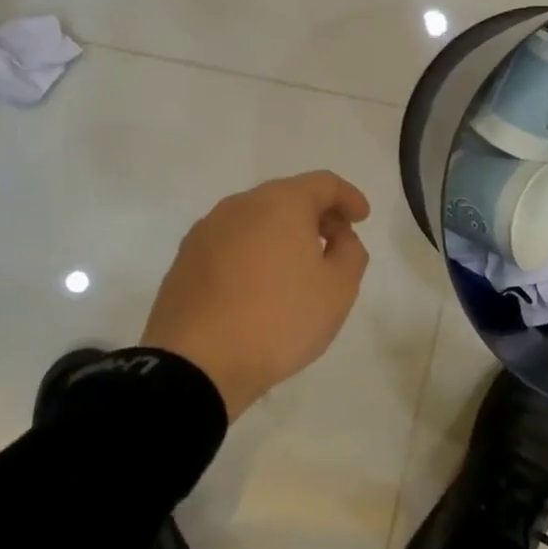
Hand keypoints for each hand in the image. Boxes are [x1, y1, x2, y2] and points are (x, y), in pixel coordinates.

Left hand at [141, 171, 371, 418]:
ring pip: (255, 219)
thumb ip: (351, 253)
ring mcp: (206, 231)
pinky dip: (253, 252)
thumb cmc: (279, 319)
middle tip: (335, 244)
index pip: (323, 184)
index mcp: (280, 203)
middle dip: (316, 215)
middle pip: (287, 196)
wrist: (197, 364)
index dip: (349, 197)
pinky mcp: (185, 260)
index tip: (362, 218)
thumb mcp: (338, 290)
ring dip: (282, 233)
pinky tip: (259, 285)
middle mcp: (239, 206)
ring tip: (297, 268)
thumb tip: (339, 238)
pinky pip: (230, 243)